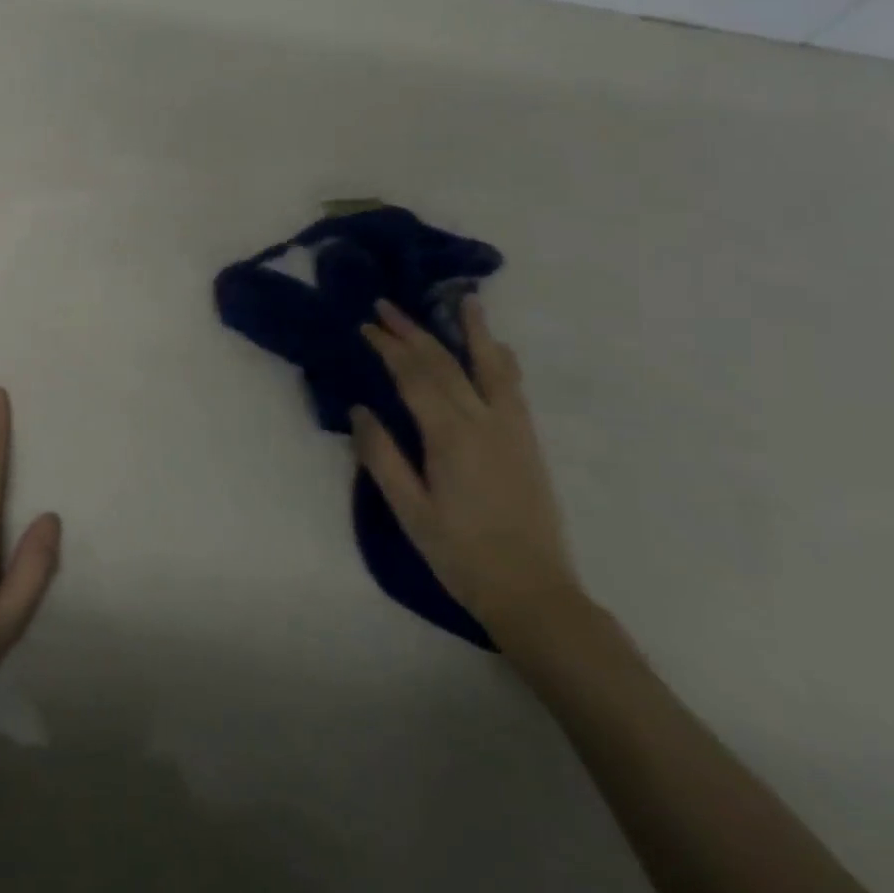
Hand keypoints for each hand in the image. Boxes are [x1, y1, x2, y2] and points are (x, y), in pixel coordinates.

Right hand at [351, 298, 579, 635]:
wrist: (533, 592)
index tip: (365, 325)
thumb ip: (382, 457)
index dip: (388, 347)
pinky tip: (497, 348)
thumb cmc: (461, 555)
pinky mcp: (527, 441)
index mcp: (449, 436)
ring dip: (471, 331)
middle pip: (445, 363)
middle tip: (387, 305)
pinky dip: (501, 360)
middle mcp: (483, 421)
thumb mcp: (410, 512)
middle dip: (413, 330)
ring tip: (464, 300)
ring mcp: (511, 428)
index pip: (413, 376)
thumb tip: (360, 409)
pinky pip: (512, 386)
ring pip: (489, 366)